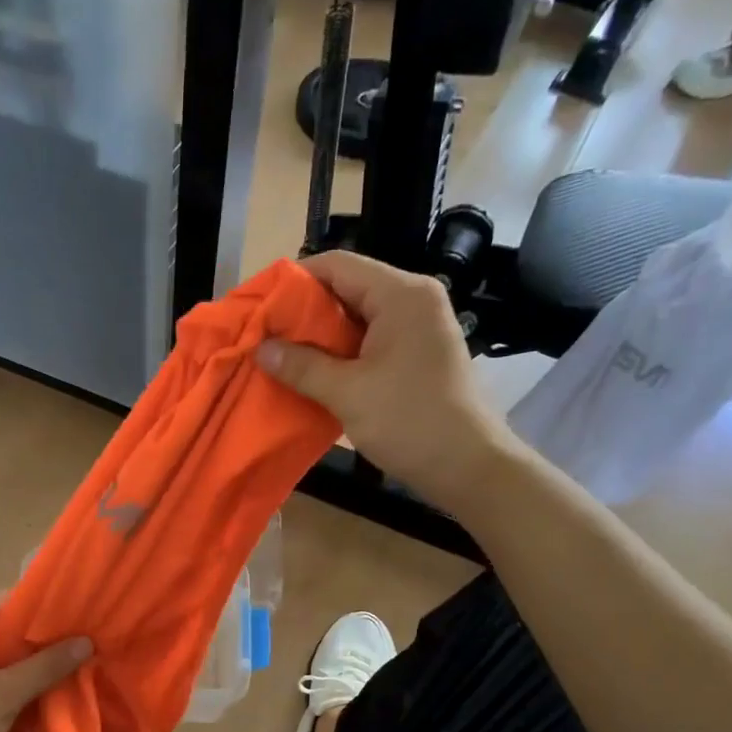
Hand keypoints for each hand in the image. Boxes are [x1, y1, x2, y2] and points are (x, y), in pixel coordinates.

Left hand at [0, 593, 90, 731]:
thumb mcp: (6, 694)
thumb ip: (47, 665)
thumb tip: (86, 641)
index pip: (5, 600)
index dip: (42, 608)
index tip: (77, 619)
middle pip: (2, 624)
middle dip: (38, 637)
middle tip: (77, 643)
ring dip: (28, 659)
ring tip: (67, 663)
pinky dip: (14, 676)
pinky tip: (42, 687)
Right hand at [258, 249, 515, 507]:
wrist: (470, 467)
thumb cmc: (410, 422)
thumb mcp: (348, 393)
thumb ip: (302, 366)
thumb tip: (261, 348)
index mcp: (401, 294)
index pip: (337, 265)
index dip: (293, 281)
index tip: (260, 306)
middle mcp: (413, 300)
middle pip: (347, 288)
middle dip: (303, 312)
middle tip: (265, 335)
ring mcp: (419, 327)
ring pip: (357, 317)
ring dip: (320, 336)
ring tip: (282, 356)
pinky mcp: (418, 354)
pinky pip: (371, 340)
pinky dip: (341, 353)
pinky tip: (313, 374)